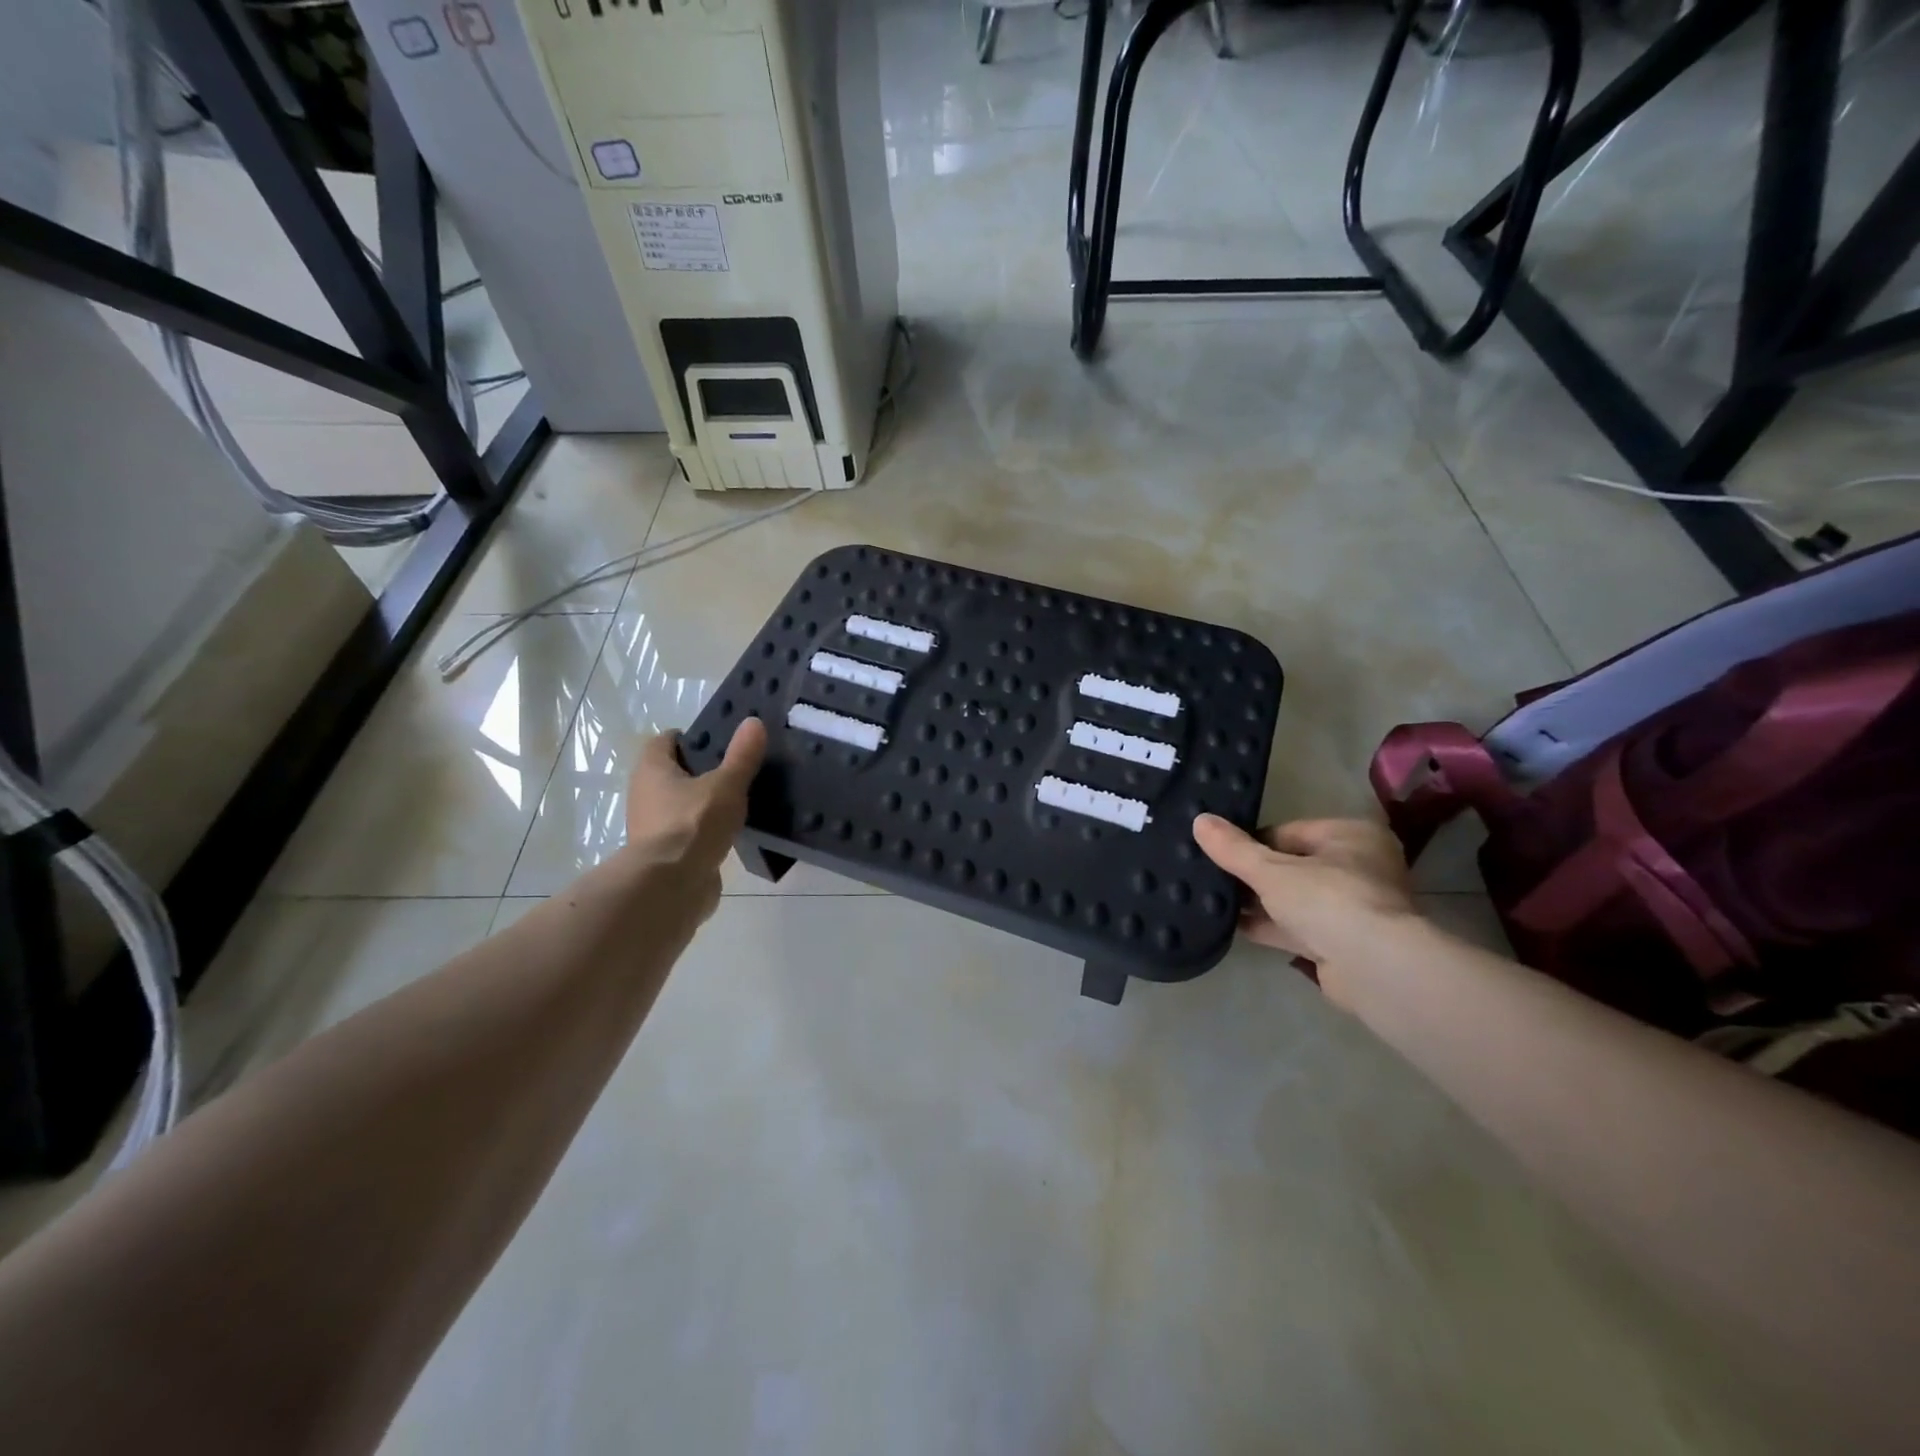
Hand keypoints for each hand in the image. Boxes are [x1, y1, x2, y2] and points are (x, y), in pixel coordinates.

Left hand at [623, 719, 766, 906]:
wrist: (671, 886)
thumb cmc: (693, 824)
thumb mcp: (726, 785)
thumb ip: (742, 756)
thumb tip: (754, 722)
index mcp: (652, 770)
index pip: (665, 742)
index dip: (690, 738)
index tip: (719, 741)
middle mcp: (644, 794)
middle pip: (671, 773)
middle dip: (700, 770)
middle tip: (735, 769)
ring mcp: (652, 827)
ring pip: (680, 804)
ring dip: (702, 802)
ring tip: (738, 800)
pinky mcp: (665, 854)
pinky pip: (687, 832)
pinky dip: (704, 829)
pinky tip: (730, 831)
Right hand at [1192, 815, 1415, 995]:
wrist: (1376, 970)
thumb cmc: (1329, 901)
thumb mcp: (1271, 870)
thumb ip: (1233, 849)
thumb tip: (1199, 820)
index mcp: (1350, 836)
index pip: (1288, 832)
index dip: (1251, 842)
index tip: (1218, 852)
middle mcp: (1358, 868)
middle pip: (1291, 866)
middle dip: (1253, 875)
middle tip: (1210, 876)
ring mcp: (1352, 909)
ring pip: (1293, 899)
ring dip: (1258, 903)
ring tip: (1212, 899)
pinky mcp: (1342, 944)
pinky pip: (1296, 928)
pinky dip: (1268, 926)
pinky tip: (1232, 926)